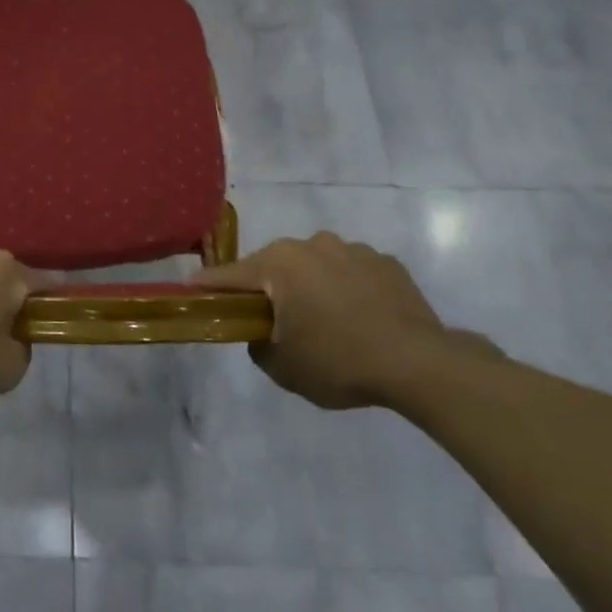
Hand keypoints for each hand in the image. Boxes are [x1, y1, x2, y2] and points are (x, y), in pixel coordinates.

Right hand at [194, 232, 497, 408]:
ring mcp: (351, 249)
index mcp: (278, 264)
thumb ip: (257, 344)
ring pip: (314, 265)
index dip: (206, 286)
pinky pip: (350, 272)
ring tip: (326, 322)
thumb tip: (262, 332)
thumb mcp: (282, 367)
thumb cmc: (339, 363)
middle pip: (272, 266)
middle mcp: (310, 245)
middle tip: (272, 321)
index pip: (228, 275)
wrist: (420, 364)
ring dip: (309, 286)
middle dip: (267, 289)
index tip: (191, 291)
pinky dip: (345, 288)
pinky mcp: (385, 262)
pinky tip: (359, 318)